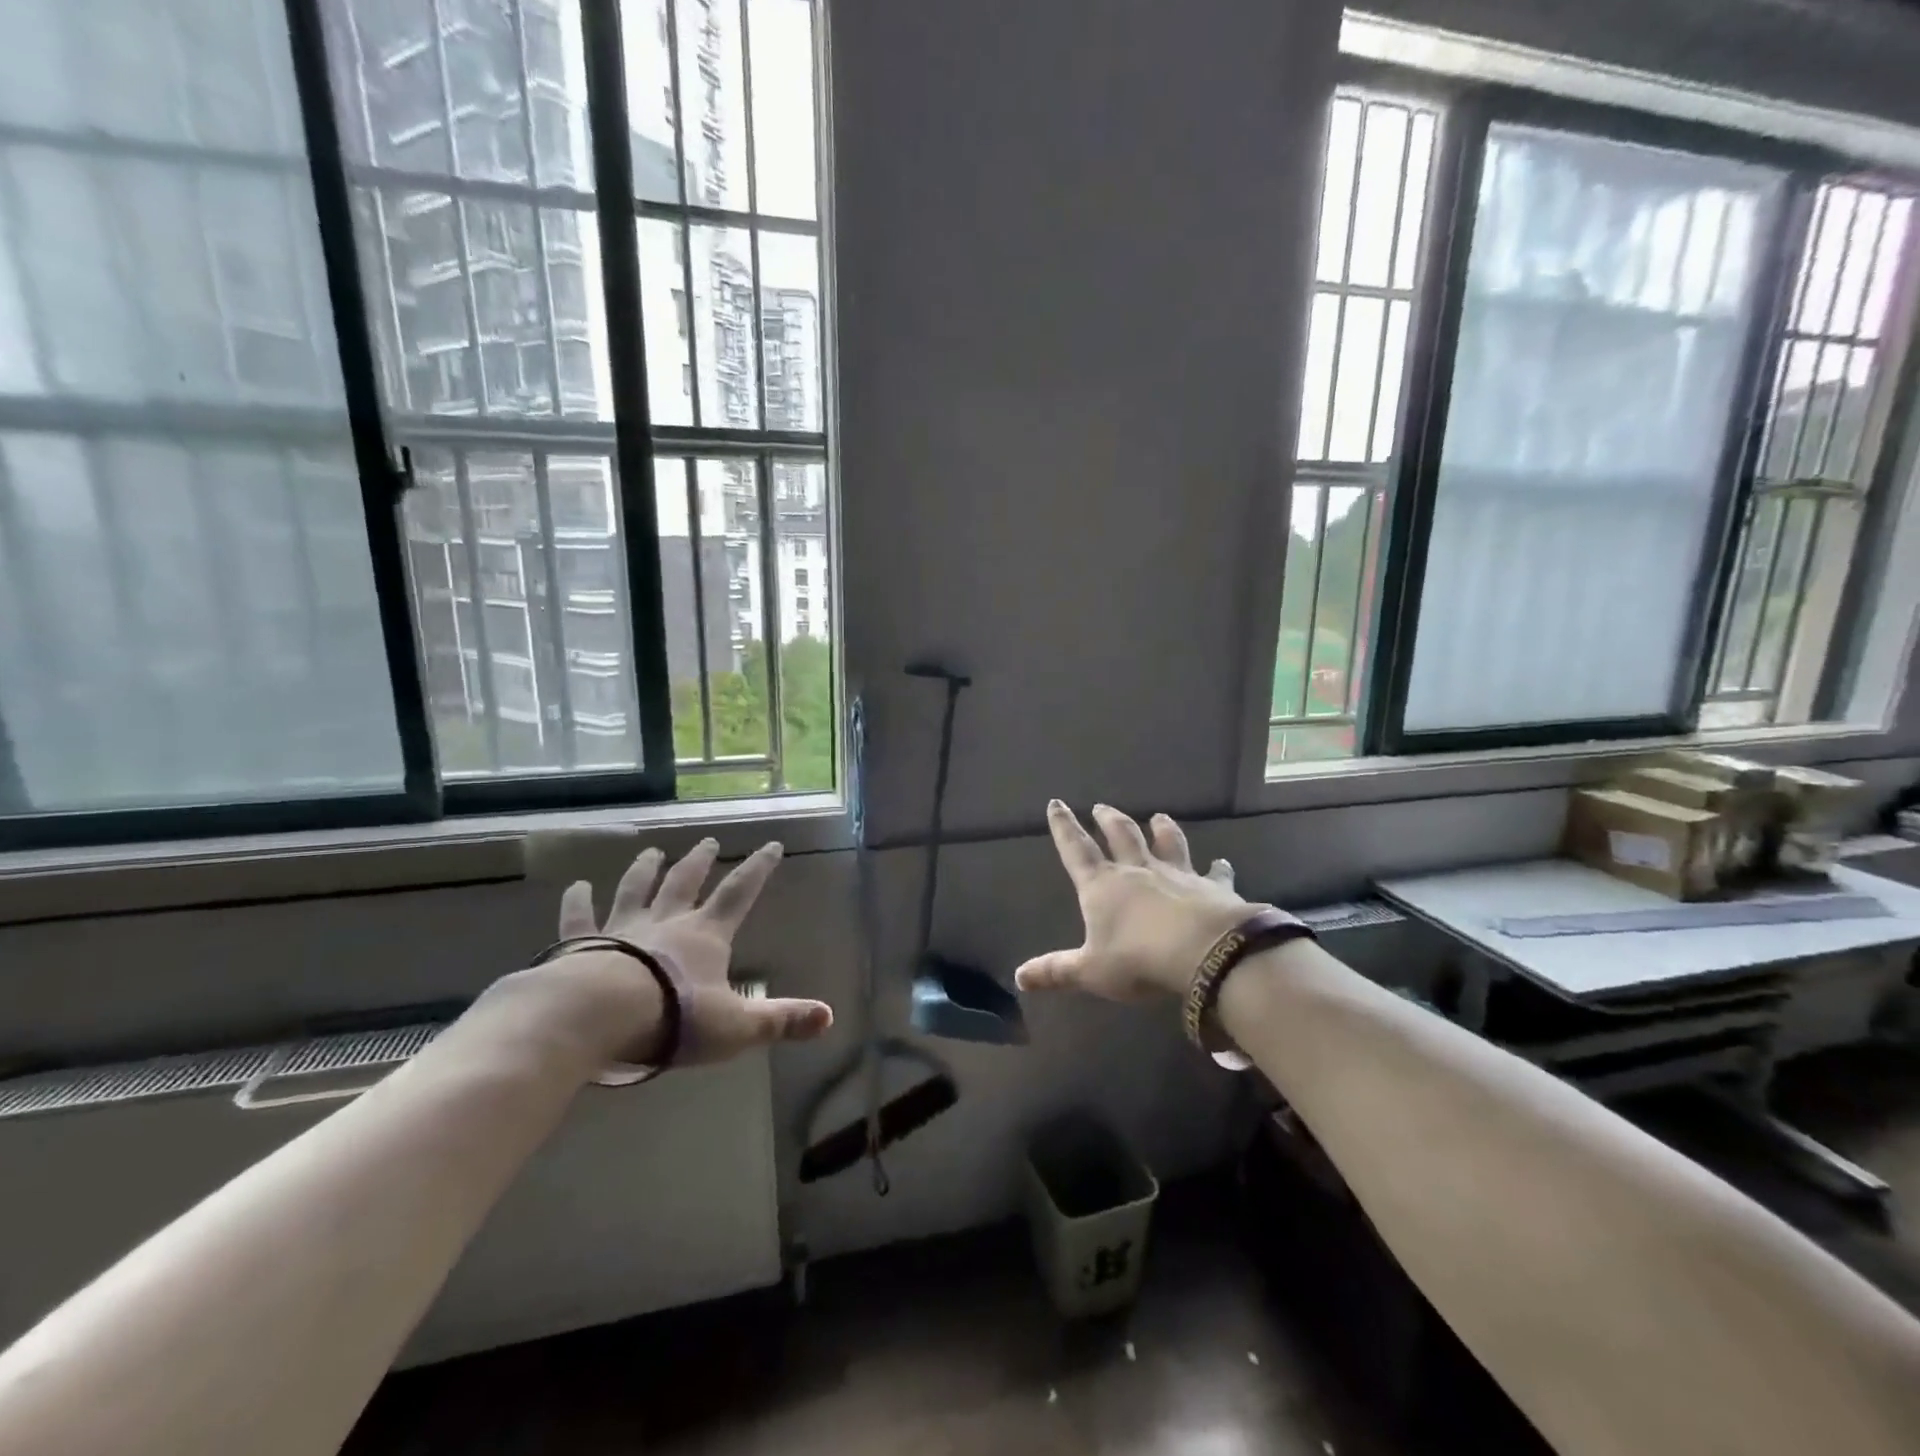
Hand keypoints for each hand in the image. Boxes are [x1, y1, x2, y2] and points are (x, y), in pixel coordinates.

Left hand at [538, 838, 832, 1066]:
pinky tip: (575, 887)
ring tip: (651, 851)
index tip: (771, 845)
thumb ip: (781, 1020)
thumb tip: (829, 1017)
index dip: (758, 869)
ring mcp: (621, 930)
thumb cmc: (674, 1018)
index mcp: (705, 937)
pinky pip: (579, 919)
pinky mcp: (581, 946)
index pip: (739, 894)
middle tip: (707, 840)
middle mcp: (666, 923)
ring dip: (645, 870)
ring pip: (636, 891)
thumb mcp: (737, 1026)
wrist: (599, 1017)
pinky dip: (577, 902)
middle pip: (685, 883)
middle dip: (699, 861)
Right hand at [1015, 802, 1262, 1000]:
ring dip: (1162, 829)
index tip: (1056, 803)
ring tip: (1159, 817)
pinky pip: (1215, 874)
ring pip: (1167, 843)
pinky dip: (1218, 868)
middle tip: (1102, 807)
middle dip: (1109, 820)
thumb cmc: (1139, 959)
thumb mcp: (1091, 971)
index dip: (1064, 827)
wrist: (1205, 952)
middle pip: (1121, 836)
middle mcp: (1138, 871)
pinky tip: (1222, 863)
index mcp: (1103, 886)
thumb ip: (1057, 971)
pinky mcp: (1212, 887)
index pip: (1076, 850)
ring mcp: (1177, 875)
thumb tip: (1019, 977)